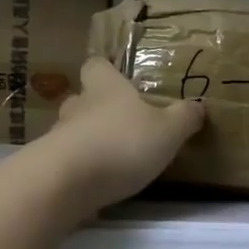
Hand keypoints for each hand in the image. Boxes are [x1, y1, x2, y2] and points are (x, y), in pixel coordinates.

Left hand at [34, 58, 204, 215]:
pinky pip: (66, 160)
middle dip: (98, 110)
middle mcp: (77, 106)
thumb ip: (184, 118)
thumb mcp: (168, 131)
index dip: (106, 70)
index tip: (119, 80)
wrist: (67, 182)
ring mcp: (58, 136)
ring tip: (111, 158)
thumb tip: (198, 106)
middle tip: (121, 125)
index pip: (96, 65)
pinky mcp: (49, 166)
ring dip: (88, 141)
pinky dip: (79, 168)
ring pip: (72, 130)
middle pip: (82, 98)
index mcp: (105, 88)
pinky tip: (95, 183)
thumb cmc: (123, 144)